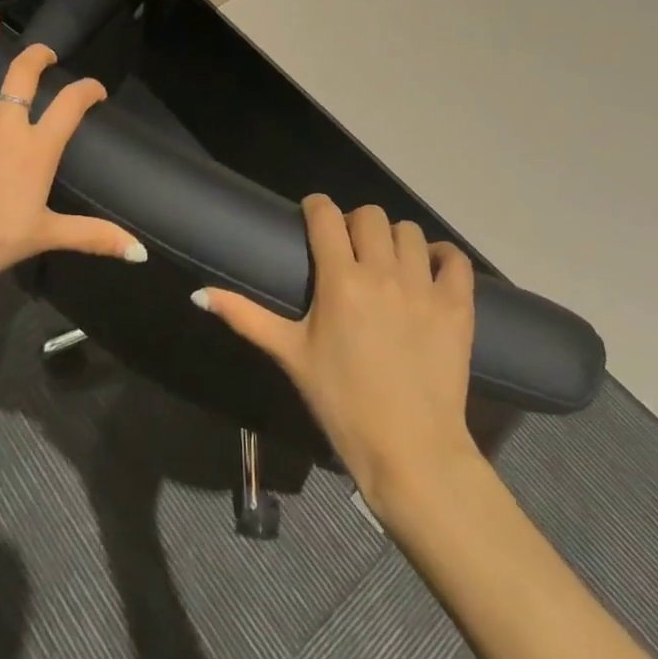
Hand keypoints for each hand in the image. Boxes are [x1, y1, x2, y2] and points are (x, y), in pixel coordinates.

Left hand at [0, 7, 145, 295]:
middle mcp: (3, 127)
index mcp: (35, 148)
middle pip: (22, 79)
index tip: (97, 89)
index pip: (69, 107)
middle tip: (46, 50)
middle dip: (37, 58)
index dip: (87, 91)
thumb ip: (93, 237)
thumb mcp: (45, 236)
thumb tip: (141, 251)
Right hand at [195, 195, 478, 513]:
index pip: (326, 215)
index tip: (311, 217)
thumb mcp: (290, 356)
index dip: (316, 207)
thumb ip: (246, 317)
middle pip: (370, 215)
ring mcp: (424, 287)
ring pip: (409, 232)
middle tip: (349, 248)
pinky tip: (429, 270)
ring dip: (394, 239)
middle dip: (354, 222)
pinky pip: (454, 259)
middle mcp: (383, 272)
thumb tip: (199, 293)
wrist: (410, 451)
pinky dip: (442, 256)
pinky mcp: (458, 306)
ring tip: (387, 262)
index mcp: (340, 280)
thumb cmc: (342, 403)